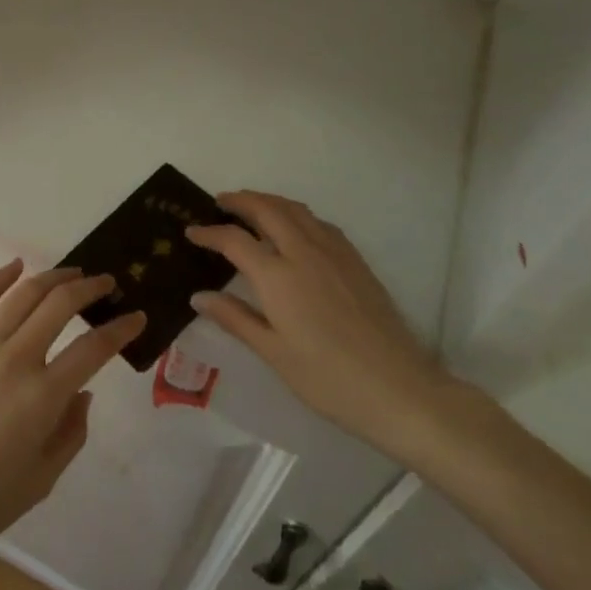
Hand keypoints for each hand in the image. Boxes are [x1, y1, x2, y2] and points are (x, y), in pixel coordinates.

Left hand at [0, 262, 146, 555]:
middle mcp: (15, 360)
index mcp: (43, 397)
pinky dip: (0, 277)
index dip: (121, 328)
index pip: (93, 348)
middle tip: (106, 284)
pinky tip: (16, 266)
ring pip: (23, 294)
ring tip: (72, 273)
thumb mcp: (45, 477)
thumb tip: (83, 390)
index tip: (136, 316)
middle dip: (90, 288)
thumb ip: (73, 430)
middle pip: (60, 305)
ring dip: (53, 277)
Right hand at [188, 191, 463, 462]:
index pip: (234, 240)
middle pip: (266, 209)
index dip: (210, 232)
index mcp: (277, 276)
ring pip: (295, 209)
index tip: (191, 231)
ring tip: (252, 206)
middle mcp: (303, 252)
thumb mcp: (274, 354)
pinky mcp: (355, 259)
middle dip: (239, 200)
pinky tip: (295, 228)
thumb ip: (235, 318)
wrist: (398, 389)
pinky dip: (297, 214)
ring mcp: (333, 252)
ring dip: (268, 200)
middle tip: (220, 203)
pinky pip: (319, 222)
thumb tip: (198, 296)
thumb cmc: (328, 379)